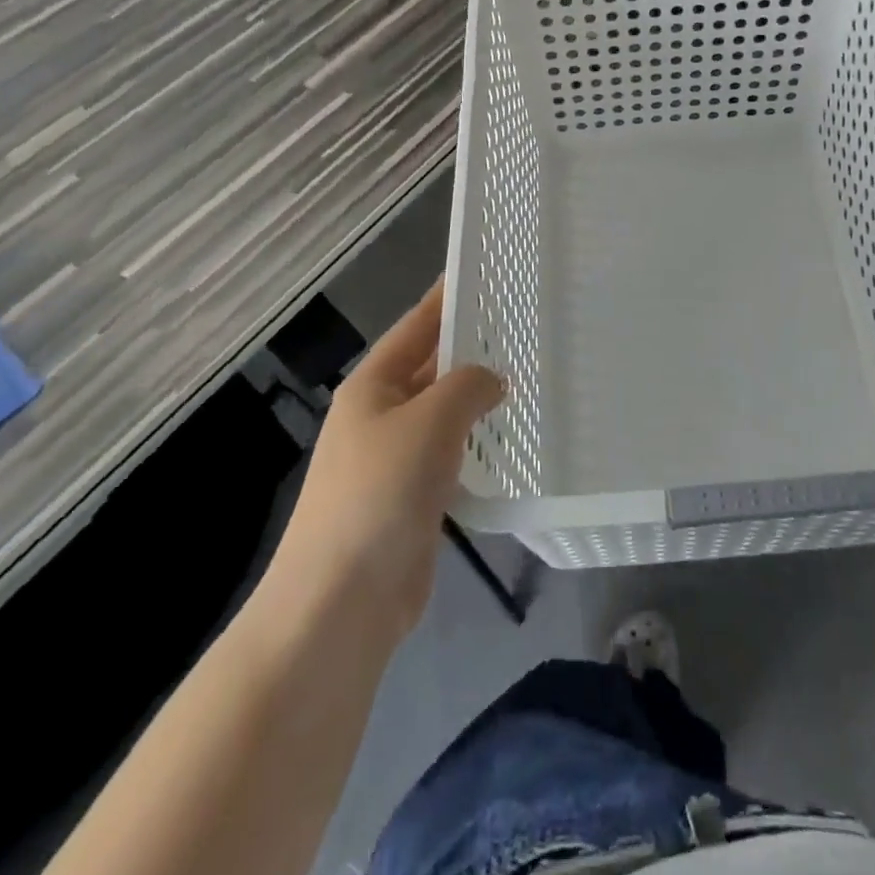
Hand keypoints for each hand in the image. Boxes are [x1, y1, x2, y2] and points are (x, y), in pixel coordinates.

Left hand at [270, 282, 501, 643]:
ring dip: (480, 398)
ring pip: (446, 412)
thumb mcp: (429, 422)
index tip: (485, 273)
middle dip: (472, 347)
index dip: (448, 298)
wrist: (342, 601)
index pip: (417, 325)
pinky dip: (479, 443)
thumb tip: (492, 379)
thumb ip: (467, 386)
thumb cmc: (380, 492)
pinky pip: (452, 454)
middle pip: (432, 367)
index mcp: (373, 385)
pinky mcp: (414, 497)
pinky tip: (514, 437)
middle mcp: (382, 413)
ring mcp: (396, 458)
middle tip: (526, 324)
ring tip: (532, 373)